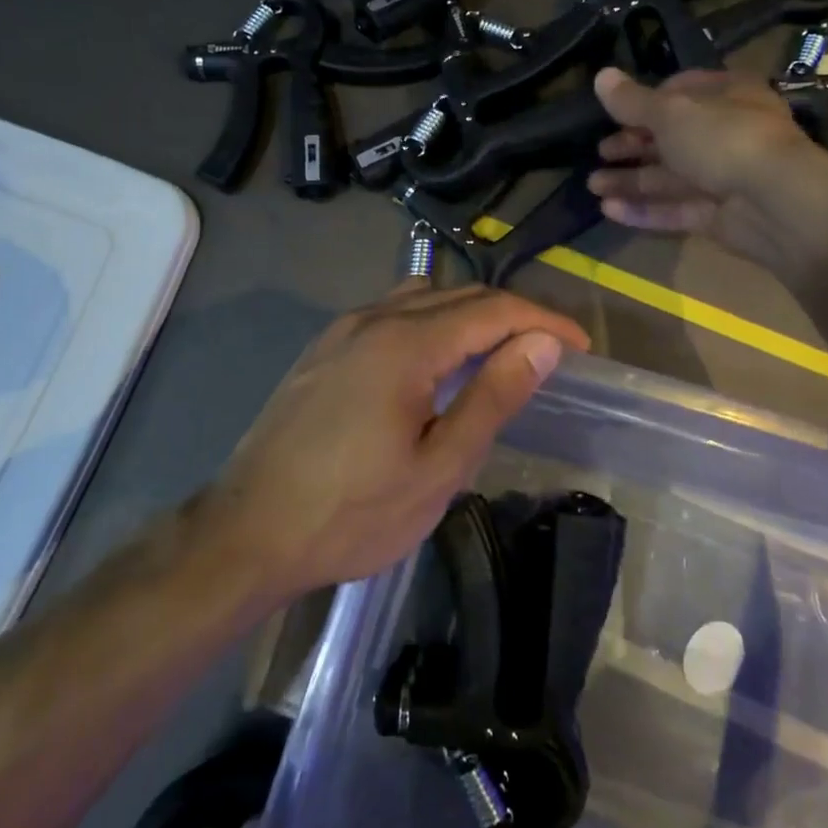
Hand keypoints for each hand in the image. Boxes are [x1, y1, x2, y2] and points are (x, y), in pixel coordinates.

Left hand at [200, 285, 590, 602]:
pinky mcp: (322, 350)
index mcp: (406, 343)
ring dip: (467, 315)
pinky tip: (432, 364)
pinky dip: (428, 324)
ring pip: (420, 298)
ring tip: (495, 355)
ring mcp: (340, 331)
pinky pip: (389, 315)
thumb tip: (541, 344)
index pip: (492, 308)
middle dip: (511, 315)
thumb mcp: (438, 467)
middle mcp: (372, 319)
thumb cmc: (352, 512)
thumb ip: (492, 398)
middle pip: (457, 295)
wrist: (248, 531)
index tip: (578, 348)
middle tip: (547, 353)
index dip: (543, 321)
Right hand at [586, 66, 827, 271]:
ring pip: (670, 177)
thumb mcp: (672, 114)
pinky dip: (643, 209)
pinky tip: (609, 209)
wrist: (777, 203)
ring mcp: (724, 177)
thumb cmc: (725, 140)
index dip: (647, 100)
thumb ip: (633, 101)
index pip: (683, 90)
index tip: (615, 112)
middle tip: (599, 152)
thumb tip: (600, 75)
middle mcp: (728, 133)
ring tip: (593, 185)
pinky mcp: (717, 216)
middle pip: (673, 137)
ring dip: (631, 179)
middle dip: (633, 145)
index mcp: (729, 96)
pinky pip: (675, 209)